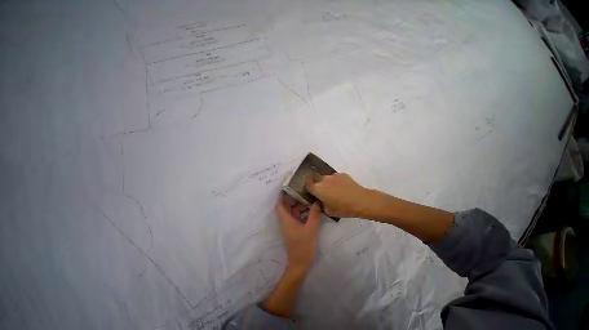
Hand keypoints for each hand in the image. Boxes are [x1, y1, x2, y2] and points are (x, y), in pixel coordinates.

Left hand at [276, 193, 321, 272]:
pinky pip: (296, 217)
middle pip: (286, 206)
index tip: (287, 186)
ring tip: (309, 199)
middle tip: (302, 191)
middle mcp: (286, 221)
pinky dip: (302, 212)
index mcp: (286, 219)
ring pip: (292, 211)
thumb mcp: (311, 228)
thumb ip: (314, 214)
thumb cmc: (304, 245)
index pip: (280, 204)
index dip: (281, 195)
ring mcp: (289, 225)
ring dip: (299, 205)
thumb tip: (317, 201)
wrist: (300, 263)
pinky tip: (311, 210)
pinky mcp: (294, 229)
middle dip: (293, 198)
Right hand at [305, 173, 369, 217]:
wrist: (361, 200)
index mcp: (318, 189)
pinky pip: (335, 178)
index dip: (307, 186)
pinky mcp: (341, 174)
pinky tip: (343, 188)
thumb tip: (319, 201)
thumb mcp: (328, 211)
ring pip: (326, 178)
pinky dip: (336, 182)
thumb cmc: (343, 208)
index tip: (310, 190)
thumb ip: (320, 205)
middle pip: (316, 179)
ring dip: (327, 183)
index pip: (307, 183)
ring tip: (335, 191)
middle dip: (318, 185)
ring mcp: (333, 176)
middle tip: (323, 192)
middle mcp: (323, 180)